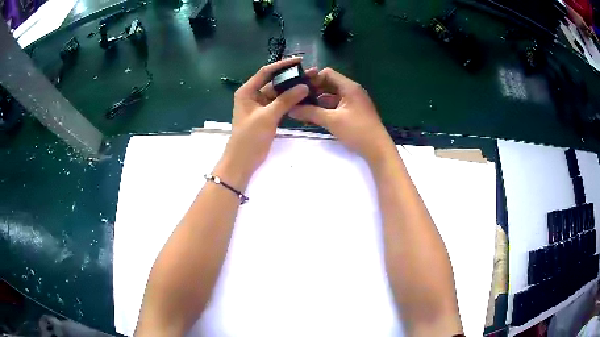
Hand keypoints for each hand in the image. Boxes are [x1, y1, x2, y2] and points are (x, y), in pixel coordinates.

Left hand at [215, 58, 314, 189]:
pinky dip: (291, 102)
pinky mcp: (267, 116)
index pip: (266, 72)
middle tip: (310, 74)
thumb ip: (286, 100)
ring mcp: (261, 106)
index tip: (299, 60)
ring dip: (293, 90)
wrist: (243, 161)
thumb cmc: (249, 137)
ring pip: (279, 94)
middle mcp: (253, 95)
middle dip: (291, 78)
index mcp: (247, 91)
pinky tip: (305, 98)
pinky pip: (280, 105)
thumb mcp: (267, 116)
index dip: (282, 65)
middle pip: (274, 82)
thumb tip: (304, 86)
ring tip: (311, 84)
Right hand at [289, 68, 395, 164]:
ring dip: (317, 102)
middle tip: (297, 100)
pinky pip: (336, 106)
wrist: (378, 150)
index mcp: (349, 87)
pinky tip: (313, 118)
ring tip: (301, 110)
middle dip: (313, 91)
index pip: (327, 74)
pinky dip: (325, 109)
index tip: (299, 89)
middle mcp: (352, 91)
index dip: (312, 79)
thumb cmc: (357, 131)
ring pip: (331, 96)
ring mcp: (353, 102)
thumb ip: (310, 113)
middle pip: (328, 84)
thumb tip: (291, 109)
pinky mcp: (353, 112)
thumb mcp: (332, 121)